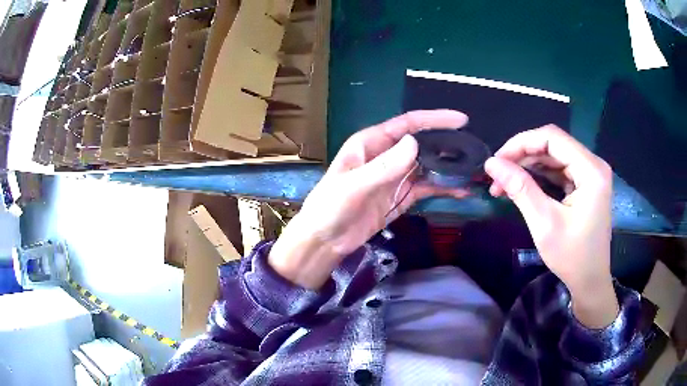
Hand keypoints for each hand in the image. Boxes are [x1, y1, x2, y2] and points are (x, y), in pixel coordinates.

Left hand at [269, 110, 469, 288]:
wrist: (325, 240)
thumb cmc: (330, 207)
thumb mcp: (354, 185)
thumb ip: (384, 166)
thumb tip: (416, 142)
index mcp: (372, 143)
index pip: (407, 124)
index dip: (434, 119)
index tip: (461, 120)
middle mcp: (386, 155)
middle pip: (422, 143)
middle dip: (447, 144)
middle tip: (474, 149)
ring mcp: (396, 177)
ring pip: (428, 166)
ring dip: (449, 168)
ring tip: (473, 170)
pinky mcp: (401, 197)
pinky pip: (426, 188)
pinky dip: (443, 188)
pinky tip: (460, 190)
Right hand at [484, 125, 618, 327]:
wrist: (590, 281)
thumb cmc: (572, 257)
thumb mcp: (544, 223)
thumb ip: (520, 189)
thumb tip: (491, 164)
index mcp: (591, 170)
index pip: (552, 138)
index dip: (521, 143)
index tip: (497, 161)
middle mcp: (593, 165)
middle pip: (553, 145)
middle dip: (522, 156)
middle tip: (497, 176)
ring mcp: (590, 174)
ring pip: (553, 157)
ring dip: (528, 166)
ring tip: (504, 184)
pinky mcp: (586, 184)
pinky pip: (559, 170)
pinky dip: (539, 176)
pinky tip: (522, 187)